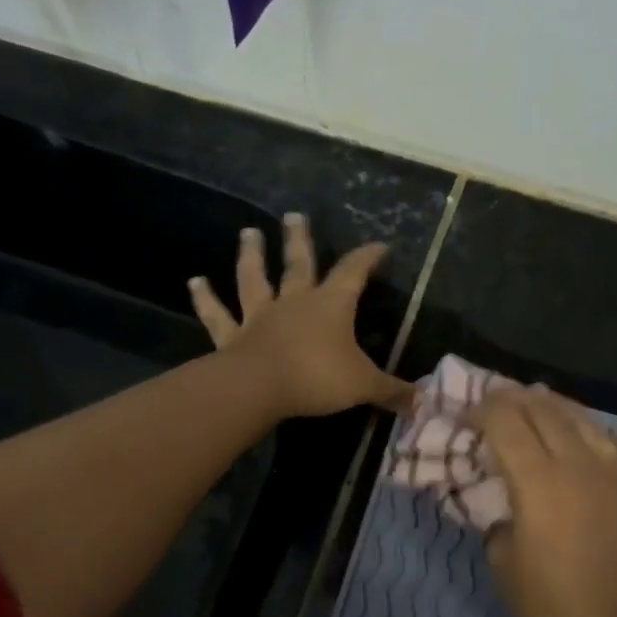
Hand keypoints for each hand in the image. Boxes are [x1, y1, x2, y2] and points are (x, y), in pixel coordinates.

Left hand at [189, 213, 410, 418]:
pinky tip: (194, 282)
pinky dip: (205, 298)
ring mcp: (259, 316)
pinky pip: (217, 314)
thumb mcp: (364, 386)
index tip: (379, 246)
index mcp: (331, 305)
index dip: (367, 257)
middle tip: (293, 215)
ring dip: (251, 255)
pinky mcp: (232, 336)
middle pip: (298, 263)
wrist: (261, 388)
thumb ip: (392, 391)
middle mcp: (294, 302)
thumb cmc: (317, 378)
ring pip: (254, 278)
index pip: (353, 272)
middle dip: (299, 239)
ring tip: (248, 232)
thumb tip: (422, 401)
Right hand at [477, 386, 616, 616]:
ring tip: (539, 400)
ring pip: (584, 420)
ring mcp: (616, 475)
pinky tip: (594, 431)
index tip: (468, 416)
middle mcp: (578, 465)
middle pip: (544, 411)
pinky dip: (602, 431)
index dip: (483, 410)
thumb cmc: (553, 608)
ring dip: (557, 405)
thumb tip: (504, 507)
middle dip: (515, 398)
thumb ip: (496, 523)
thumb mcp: (503, 566)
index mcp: (538, 481)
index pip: (506, 423)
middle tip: (497, 399)